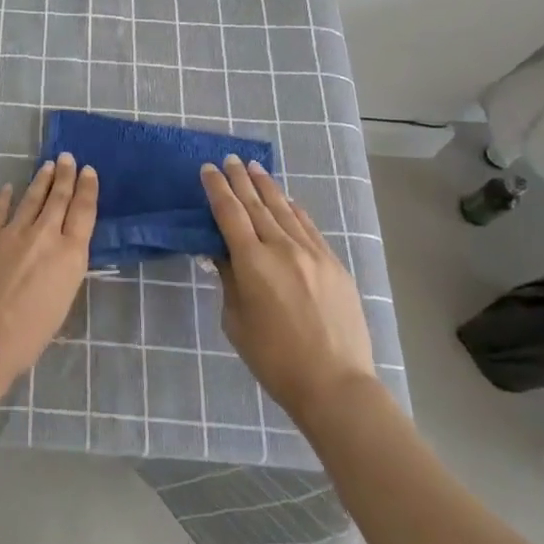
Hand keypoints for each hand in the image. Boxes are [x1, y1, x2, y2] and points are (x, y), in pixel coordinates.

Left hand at [0, 154, 97, 390]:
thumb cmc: (28, 336)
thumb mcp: (62, 303)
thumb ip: (64, 272)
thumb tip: (60, 256)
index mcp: (71, 255)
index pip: (84, 212)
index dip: (87, 189)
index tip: (88, 171)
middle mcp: (46, 235)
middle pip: (59, 198)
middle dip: (65, 176)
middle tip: (68, 157)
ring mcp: (14, 231)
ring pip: (32, 198)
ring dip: (41, 180)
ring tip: (47, 166)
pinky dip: (5, 197)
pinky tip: (9, 188)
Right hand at [202, 156, 376, 423]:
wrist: (335, 384)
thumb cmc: (274, 359)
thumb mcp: (236, 321)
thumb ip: (229, 280)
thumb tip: (223, 253)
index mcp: (252, 262)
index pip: (229, 213)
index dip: (217, 188)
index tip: (208, 169)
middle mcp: (282, 248)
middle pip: (256, 204)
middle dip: (240, 180)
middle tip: (230, 160)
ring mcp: (312, 253)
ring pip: (284, 210)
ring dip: (267, 187)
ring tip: (254, 168)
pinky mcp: (334, 264)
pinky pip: (309, 227)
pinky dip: (295, 210)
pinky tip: (288, 200)